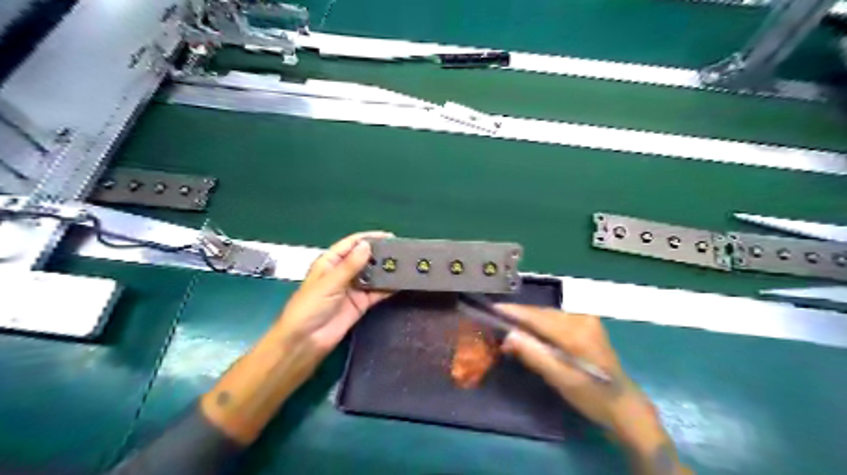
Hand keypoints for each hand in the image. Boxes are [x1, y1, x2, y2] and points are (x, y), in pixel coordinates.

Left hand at [281, 231, 395, 367]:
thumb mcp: (329, 283)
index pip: (351, 244)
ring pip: (373, 275)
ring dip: (386, 271)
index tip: (389, 236)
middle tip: (402, 252)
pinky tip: (401, 283)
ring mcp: (353, 289)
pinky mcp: (361, 304)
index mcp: (330, 262)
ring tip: (406, 265)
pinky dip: (388, 288)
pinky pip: (377, 293)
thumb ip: (350, 265)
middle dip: (381, 254)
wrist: (305, 341)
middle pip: (365, 258)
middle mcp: (343, 273)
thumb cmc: (309, 307)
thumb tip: (367, 245)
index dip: (369, 238)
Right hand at [494, 309, 656, 441]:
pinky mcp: (588, 325)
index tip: (493, 308)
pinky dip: (542, 325)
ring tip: (511, 327)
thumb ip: (534, 354)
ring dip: (530, 321)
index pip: (537, 316)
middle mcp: (582, 318)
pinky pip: (557, 320)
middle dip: (520, 317)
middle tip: (498, 324)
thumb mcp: (560, 378)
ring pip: (549, 315)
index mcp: (575, 332)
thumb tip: (508, 335)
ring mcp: (587, 320)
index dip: (514, 312)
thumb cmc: (591, 396)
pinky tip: (533, 332)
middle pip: (543, 313)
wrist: (624, 404)